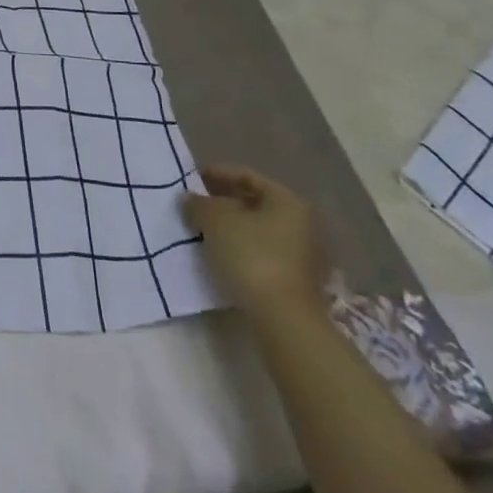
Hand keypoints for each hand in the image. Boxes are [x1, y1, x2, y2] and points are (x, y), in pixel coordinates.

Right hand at [182, 166, 329, 320]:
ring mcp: (302, 253)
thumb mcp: (214, 221)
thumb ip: (199, 203)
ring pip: (257, 228)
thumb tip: (191, 199)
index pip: (247, 176)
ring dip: (230, 226)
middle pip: (255, 202)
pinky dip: (239, 246)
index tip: (191, 178)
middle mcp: (302, 223)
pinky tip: (218, 252)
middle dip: (222, 200)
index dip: (217, 173)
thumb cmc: (251, 257)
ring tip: (200, 228)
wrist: (283, 318)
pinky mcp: (295, 278)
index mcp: (288, 201)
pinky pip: (261, 250)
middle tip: (194, 203)